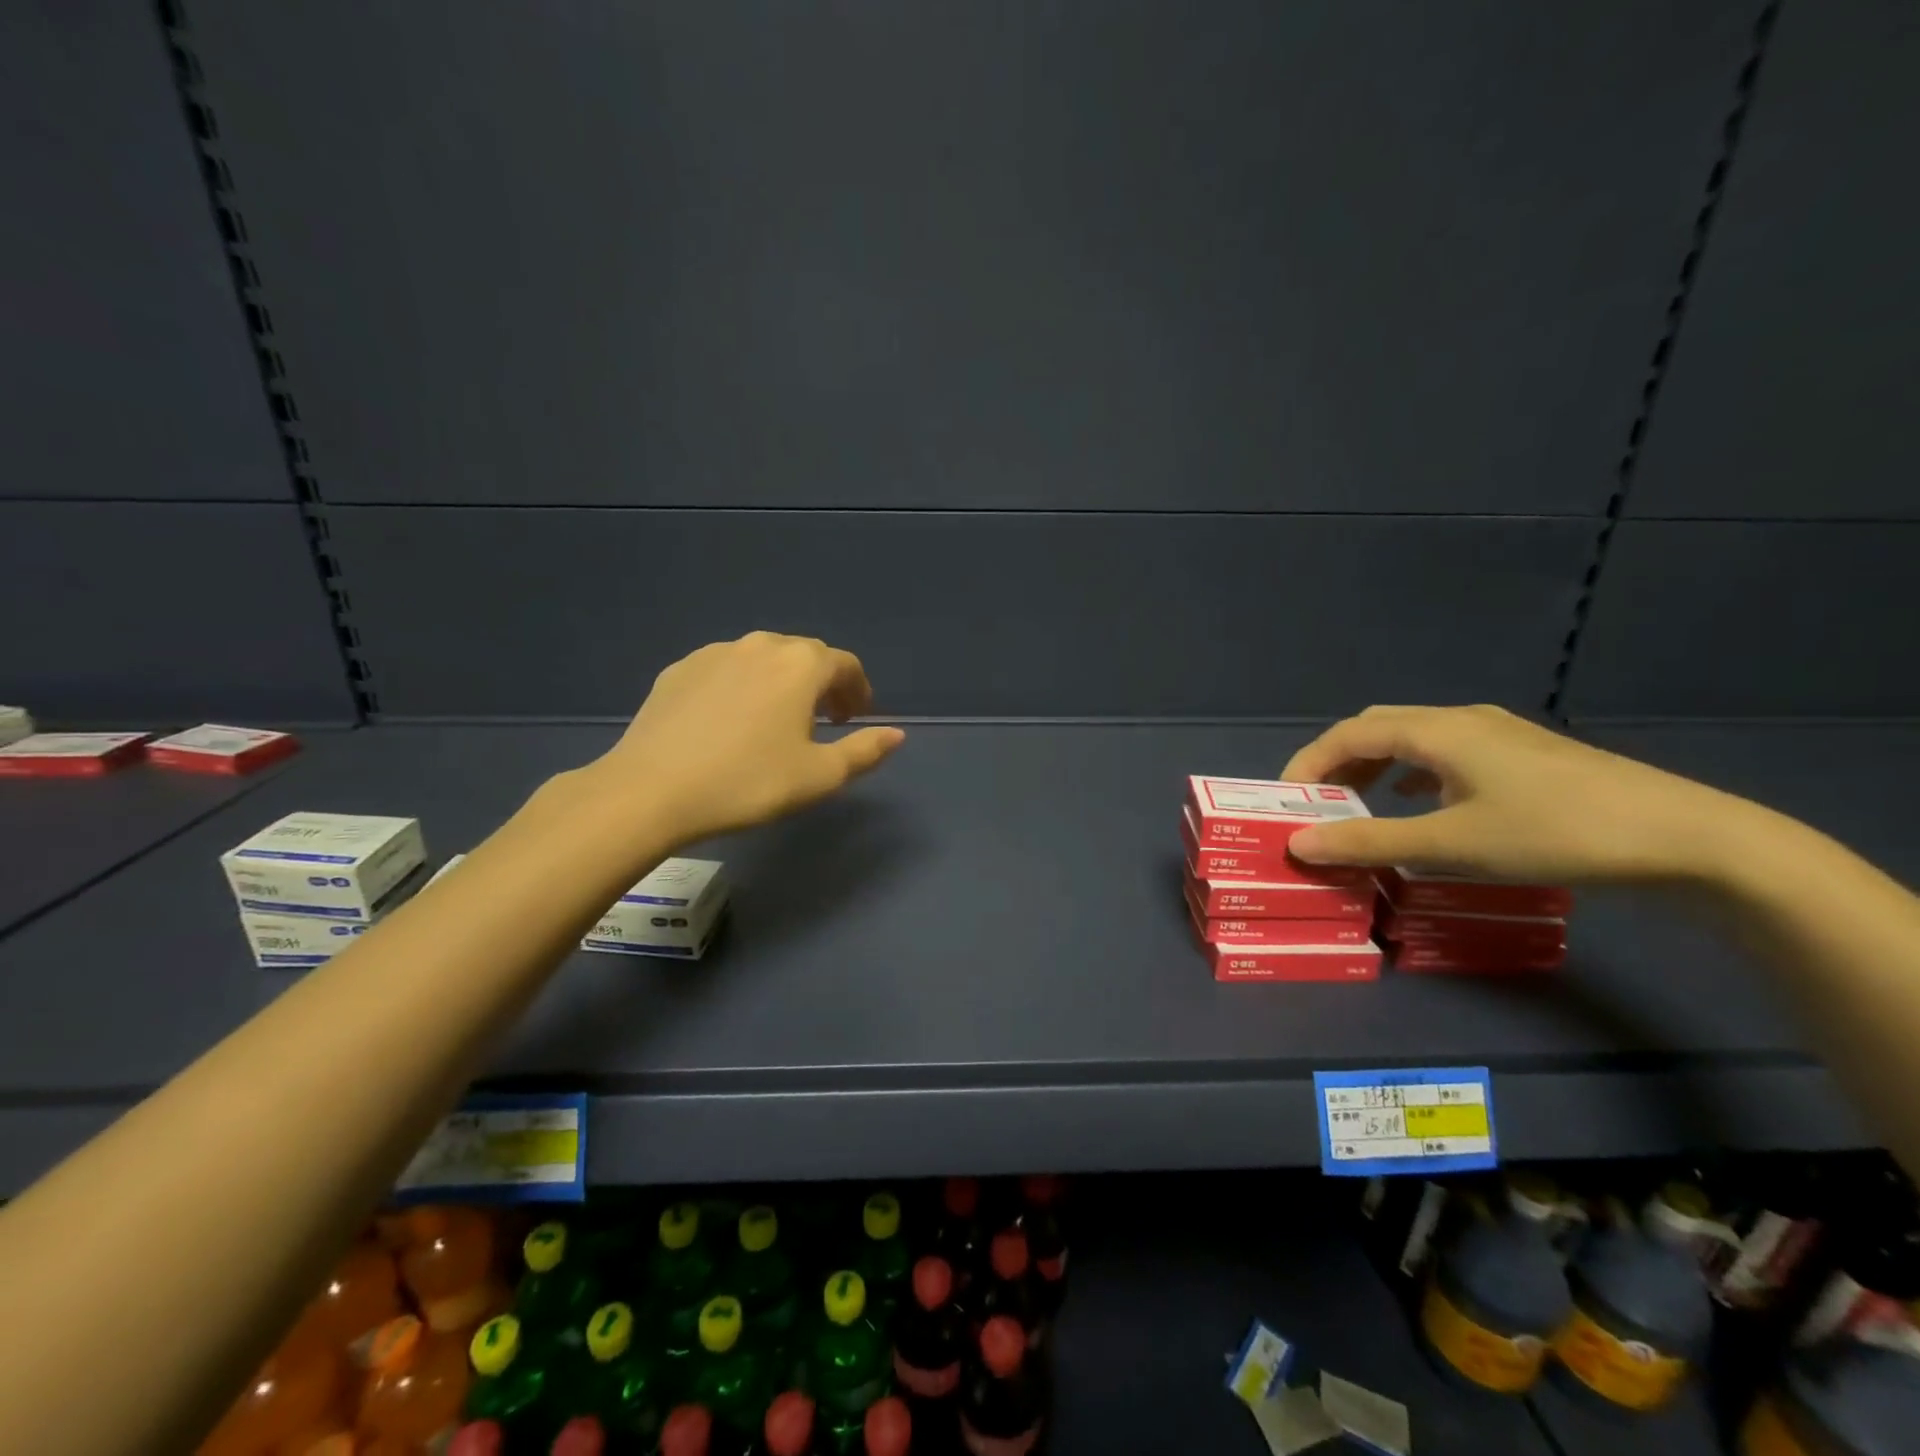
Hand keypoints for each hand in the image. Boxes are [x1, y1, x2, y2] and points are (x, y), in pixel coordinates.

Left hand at [592, 632, 904, 843]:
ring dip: (781, 682)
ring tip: (776, 720)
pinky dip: (742, 686)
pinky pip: (726, 669)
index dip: (857, 690)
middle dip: (821, 683)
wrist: (651, 790)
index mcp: (800, 665)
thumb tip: (897, 734)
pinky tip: (730, 721)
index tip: (855, 718)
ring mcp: (714, 653)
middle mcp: (760, 645)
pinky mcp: (679, 669)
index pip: (844, 664)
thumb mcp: (819, 776)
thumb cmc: (748, 782)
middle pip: (805, 656)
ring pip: (763, 659)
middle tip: (822, 721)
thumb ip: (864, 751)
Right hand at [1278, 705, 1741, 883]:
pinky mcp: (1523, 754)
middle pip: (1376, 727)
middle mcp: (1461, 720)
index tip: (1285, 801)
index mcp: (1437, 731)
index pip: (1348, 734)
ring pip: (1411, 738)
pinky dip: (1411, 772)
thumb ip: (1369, 841)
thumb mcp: (1450, 844)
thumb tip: (1299, 842)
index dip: (1307, 763)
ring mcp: (1497, 733)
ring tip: (1358, 804)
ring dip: (1373, 766)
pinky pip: (1443, 751)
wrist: (1683, 838)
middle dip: (1336, 762)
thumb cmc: (1553, 833)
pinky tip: (1421, 802)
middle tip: (1317, 803)